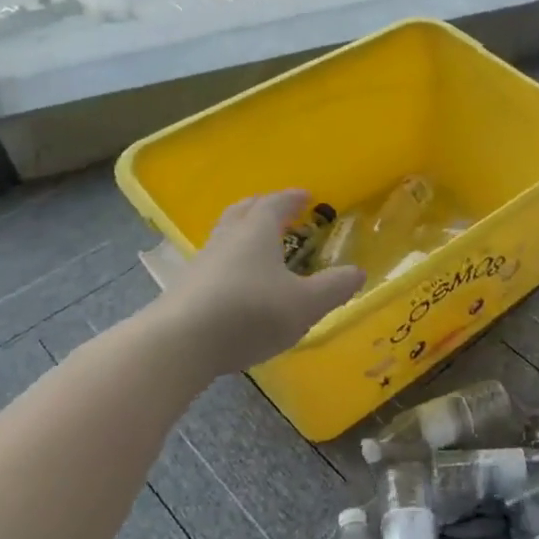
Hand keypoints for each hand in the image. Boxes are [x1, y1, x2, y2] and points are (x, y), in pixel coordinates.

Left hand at [164, 191, 364, 373]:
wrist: (181, 343)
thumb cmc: (251, 312)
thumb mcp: (305, 303)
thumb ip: (334, 287)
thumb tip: (357, 272)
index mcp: (257, 231)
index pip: (276, 203)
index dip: (292, 198)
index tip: (306, 196)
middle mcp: (227, 238)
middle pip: (243, 211)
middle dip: (262, 207)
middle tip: (278, 211)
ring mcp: (201, 263)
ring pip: (224, 236)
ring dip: (242, 235)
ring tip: (258, 247)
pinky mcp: (185, 289)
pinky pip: (213, 265)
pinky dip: (229, 264)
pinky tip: (237, 284)